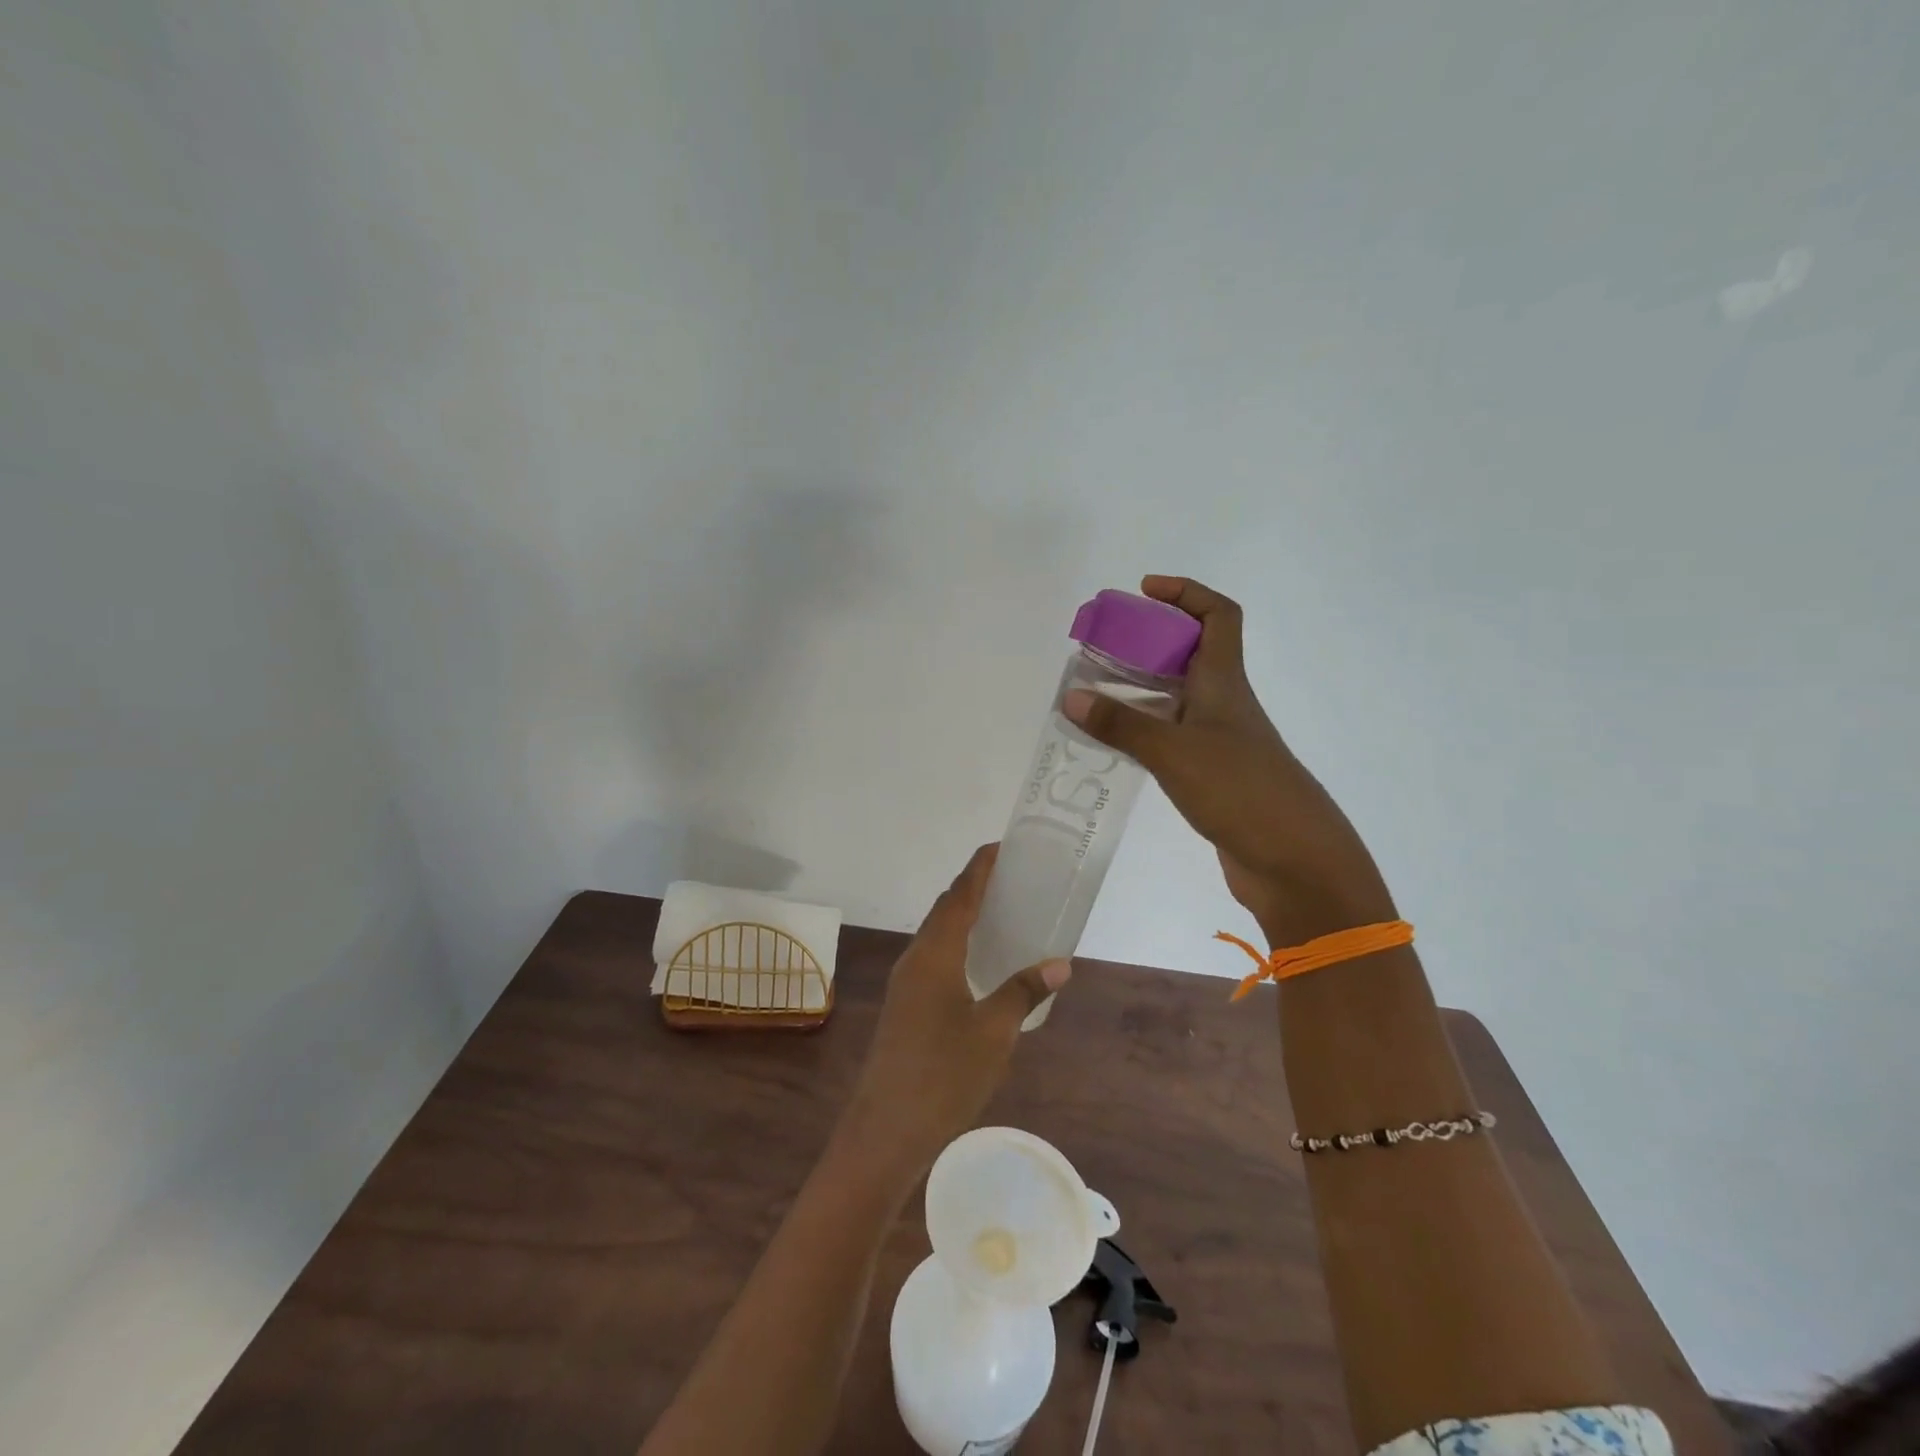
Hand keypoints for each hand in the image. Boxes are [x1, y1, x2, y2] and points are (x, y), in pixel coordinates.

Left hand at [842, 844, 1070, 1172]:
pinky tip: (977, 962)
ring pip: (936, 933)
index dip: (979, 868)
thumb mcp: (995, 1032)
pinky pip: (932, 956)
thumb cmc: (943, 1074)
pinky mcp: (904, 1005)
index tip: (1001, 847)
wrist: (885, 1130)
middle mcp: (915, 958)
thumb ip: (1024, 991)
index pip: (960, 895)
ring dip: (963, 915)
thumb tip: (1060, 963)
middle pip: (945, 909)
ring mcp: (905, 982)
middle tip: (1010, 878)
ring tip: (999, 912)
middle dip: (973, 887)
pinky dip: (956, 943)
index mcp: (935, 953)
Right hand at [1064, 575, 1396, 945]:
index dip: (1186, 592)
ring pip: (1179, 698)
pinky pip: (1173, 736)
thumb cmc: (1241, 791)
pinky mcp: (1214, 774)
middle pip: (1192, 653)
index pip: (1218, 616)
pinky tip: (1116, 742)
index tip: (1144, 590)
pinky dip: (1145, 729)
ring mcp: (1221, 741)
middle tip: (1101, 647)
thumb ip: (1121, 724)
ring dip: (1141, 688)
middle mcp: (1225, 703)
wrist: (1294, 862)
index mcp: (1225, 683)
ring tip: (1094, 693)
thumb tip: (1071, 697)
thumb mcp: (1173, 752)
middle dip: (1148, 641)